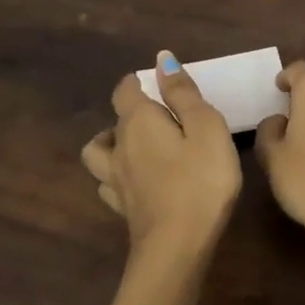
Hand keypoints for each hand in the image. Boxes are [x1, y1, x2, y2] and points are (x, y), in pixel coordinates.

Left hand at [82, 51, 241, 304]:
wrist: (177, 245)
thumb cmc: (200, 180)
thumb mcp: (206, 127)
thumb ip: (183, 93)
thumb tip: (162, 58)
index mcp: (139, 121)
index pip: (126, 90)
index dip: (138, 82)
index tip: (155, 83)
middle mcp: (119, 146)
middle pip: (115, 120)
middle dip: (132, 113)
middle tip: (161, 117)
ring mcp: (116, 180)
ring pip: (98, 153)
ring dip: (111, 144)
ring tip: (134, 147)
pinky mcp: (122, 208)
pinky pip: (108, 184)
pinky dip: (116, 177)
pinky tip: (133, 182)